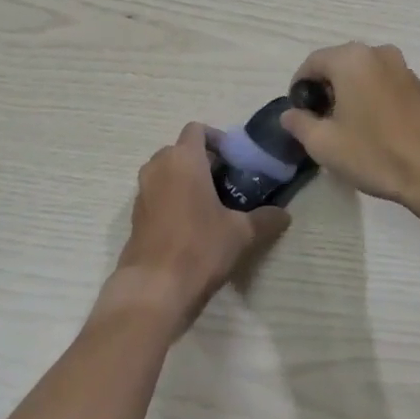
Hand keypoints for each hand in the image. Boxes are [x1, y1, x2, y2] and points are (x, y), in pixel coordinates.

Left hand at [102, 123, 289, 334]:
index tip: (234, 160)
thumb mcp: (241, 234)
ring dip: (185, 180)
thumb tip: (284, 215)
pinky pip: (156, 194)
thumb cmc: (199, 248)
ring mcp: (142, 191)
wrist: (154, 288)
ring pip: (166, 172)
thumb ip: (265, 219)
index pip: (197, 129)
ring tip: (210, 204)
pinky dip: (171, 199)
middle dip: (201, 160)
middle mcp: (158, 166)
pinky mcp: (134, 215)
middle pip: (180, 149)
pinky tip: (190, 225)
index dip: (216, 139)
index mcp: (184, 159)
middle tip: (225, 182)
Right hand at [281, 43, 419, 218]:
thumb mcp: (324, 144)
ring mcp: (405, 68)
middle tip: (321, 123)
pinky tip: (377, 131)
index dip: (299, 87)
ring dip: (351, 94)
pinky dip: (374, 99)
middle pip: (339, 65)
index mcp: (351, 59)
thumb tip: (290, 114)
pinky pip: (386, 85)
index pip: (312, 63)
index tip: (299, 114)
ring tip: (349, 128)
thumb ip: (299, 123)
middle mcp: (379, 54)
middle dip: (326, 90)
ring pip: (365, 75)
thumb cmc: (376, 154)